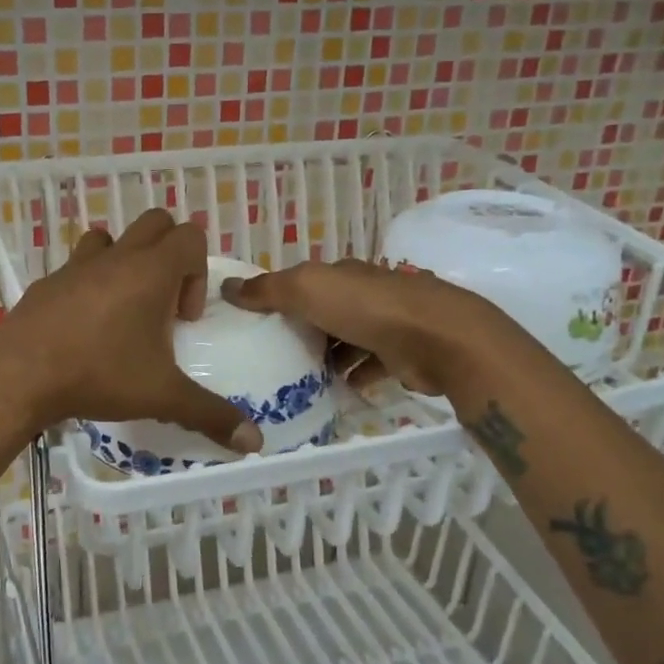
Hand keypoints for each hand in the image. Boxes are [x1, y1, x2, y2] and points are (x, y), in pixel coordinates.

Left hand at [0, 210, 261, 453]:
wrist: (20, 376)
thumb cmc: (99, 374)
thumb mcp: (161, 396)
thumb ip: (210, 414)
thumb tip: (255, 442)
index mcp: (150, 271)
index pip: (191, 236)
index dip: (198, 273)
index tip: (182, 318)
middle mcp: (116, 258)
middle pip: (155, 224)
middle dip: (169, 256)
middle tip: (161, 306)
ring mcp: (76, 266)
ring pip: (110, 238)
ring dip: (125, 262)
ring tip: (123, 309)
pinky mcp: (46, 283)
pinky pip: (76, 267)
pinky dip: (89, 284)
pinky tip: (83, 328)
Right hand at [221, 258, 500, 397]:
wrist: (437, 339)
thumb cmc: (366, 308)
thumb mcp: (306, 290)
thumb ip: (267, 290)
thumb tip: (226, 286)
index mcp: (341, 273)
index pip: (304, 281)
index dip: (278, 296)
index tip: (253, 320)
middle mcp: (364, 294)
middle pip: (325, 311)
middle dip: (301, 329)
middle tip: (270, 356)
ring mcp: (386, 324)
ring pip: (347, 340)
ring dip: (327, 356)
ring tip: (297, 378)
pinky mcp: (401, 355)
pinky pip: (369, 366)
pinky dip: (353, 377)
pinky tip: (335, 390)